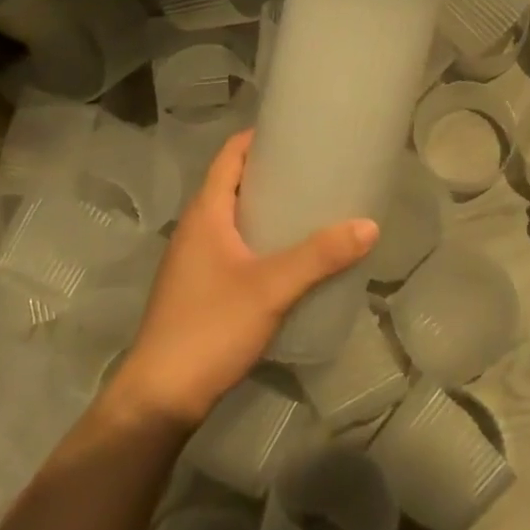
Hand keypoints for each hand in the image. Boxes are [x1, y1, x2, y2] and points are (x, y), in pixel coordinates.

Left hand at [104, 131, 377, 431]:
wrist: (159, 398)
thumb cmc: (210, 328)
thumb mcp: (271, 288)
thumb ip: (319, 257)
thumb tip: (369, 225)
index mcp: (205, 212)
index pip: (230, 155)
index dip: (259, 137)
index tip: (298, 131)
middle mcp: (196, 227)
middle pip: (234, 183)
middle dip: (272, 172)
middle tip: (317, 169)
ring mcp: (194, 259)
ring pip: (234, 217)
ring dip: (267, 207)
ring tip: (311, 207)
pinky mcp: (199, 287)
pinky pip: (233, 244)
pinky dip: (260, 237)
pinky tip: (289, 256)